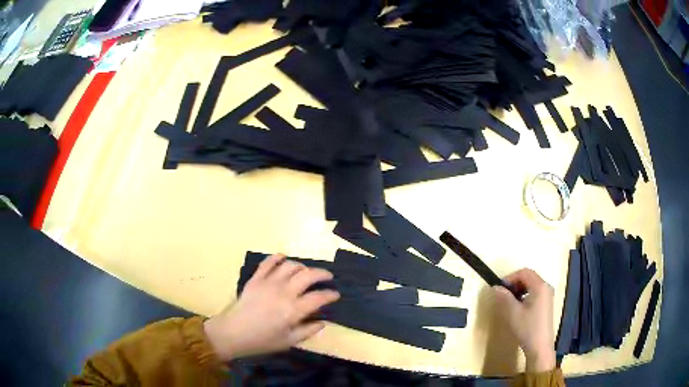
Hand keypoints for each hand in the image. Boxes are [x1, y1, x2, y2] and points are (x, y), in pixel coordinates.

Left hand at [204, 254, 339, 360]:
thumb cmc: (262, 341)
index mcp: (293, 310)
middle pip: (308, 275)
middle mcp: (283, 292)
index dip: (330, 295)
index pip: (318, 297)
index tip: (336, 295)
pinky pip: (268, 262)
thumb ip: (308, 331)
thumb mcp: (288, 341)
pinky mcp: (256, 279)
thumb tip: (323, 322)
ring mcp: (268, 283)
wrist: (233, 333)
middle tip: (328, 277)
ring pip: (290, 266)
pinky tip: (284, 258)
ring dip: (302, 266)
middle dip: (322, 274)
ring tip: (306, 271)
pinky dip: (277, 257)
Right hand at [492, 268, 555, 372]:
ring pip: (531, 286)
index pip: (524, 272)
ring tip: (509, 303)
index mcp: (540, 286)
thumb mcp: (513, 313)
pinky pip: (534, 293)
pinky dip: (524, 296)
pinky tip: (518, 309)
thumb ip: (504, 298)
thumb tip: (495, 287)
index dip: (510, 277)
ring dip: (518, 290)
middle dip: (514, 284)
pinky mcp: (546, 305)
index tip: (499, 289)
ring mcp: (547, 296)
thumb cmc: (527, 328)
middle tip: (502, 296)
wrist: (540, 347)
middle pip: (528, 277)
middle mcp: (546, 287)